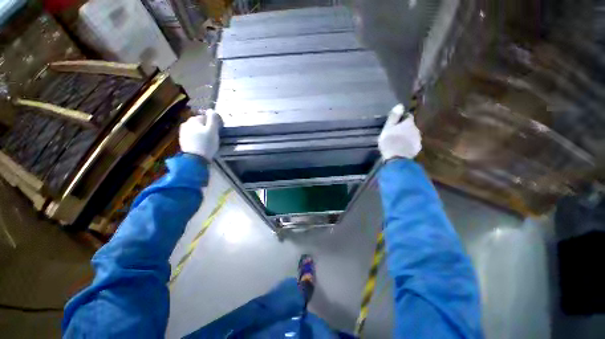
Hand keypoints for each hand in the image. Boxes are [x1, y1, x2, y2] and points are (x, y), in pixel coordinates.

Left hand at [179, 109, 221, 160]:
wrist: (195, 159)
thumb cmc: (206, 143)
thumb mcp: (213, 130)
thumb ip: (213, 119)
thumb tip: (212, 110)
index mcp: (193, 120)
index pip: (205, 117)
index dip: (212, 123)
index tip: (217, 130)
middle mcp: (186, 124)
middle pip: (200, 123)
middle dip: (206, 128)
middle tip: (213, 136)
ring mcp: (183, 132)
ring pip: (196, 130)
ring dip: (202, 133)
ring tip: (208, 141)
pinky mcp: (183, 141)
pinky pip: (193, 136)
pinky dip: (198, 138)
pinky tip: (202, 144)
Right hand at [378, 104, 421, 159]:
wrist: (396, 158)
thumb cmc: (389, 141)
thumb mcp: (387, 128)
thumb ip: (394, 117)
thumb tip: (400, 105)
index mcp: (408, 123)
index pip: (408, 116)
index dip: (402, 118)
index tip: (395, 123)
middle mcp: (416, 129)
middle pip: (410, 126)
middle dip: (404, 128)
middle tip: (395, 133)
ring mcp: (418, 139)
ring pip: (412, 134)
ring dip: (407, 136)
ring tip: (398, 141)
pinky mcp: (417, 148)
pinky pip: (413, 143)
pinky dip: (408, 144)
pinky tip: (402, 147)